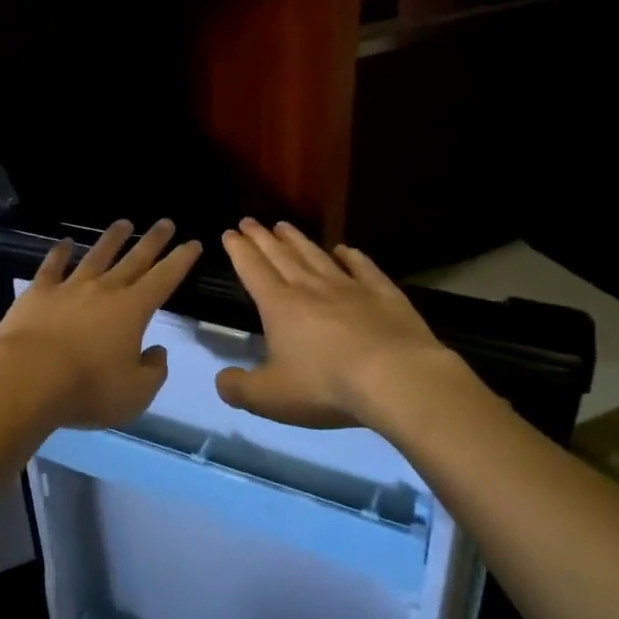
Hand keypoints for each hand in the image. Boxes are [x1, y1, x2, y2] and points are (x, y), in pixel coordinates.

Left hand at [0, 218, 201, 430]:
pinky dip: (60, 252)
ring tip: (124, 223)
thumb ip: (153, 371)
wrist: (28, 377)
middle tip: (166, 222)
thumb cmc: (88, 388)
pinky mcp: (38, 292)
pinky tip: (65, 243)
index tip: (193, 243)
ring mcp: (70, 287)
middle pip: (134, 259)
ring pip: (96, 256)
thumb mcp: (135, 393)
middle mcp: (104, 290)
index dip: (181, 260)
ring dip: (112, 239)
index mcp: (133, 310)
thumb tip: (156, 351)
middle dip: (153, 241)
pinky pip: (52, 266)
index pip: (164, 279)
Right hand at [215, 218, 475, 430]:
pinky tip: (345, 249)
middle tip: (249, 220)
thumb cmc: (326, 386)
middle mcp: (310, 287)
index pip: (253, 270)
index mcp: (279, 306)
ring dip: (298, 240)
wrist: (397, 378)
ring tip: (284, 225)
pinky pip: (363, 268)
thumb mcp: (270, 397)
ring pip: (317, 256)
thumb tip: (221, 380)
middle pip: (281, 255)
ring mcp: (349, 287)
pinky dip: (352, 256)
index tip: (230, 232)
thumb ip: (239, 388)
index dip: (239, 250)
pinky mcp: (384, 294)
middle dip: (262, 237)